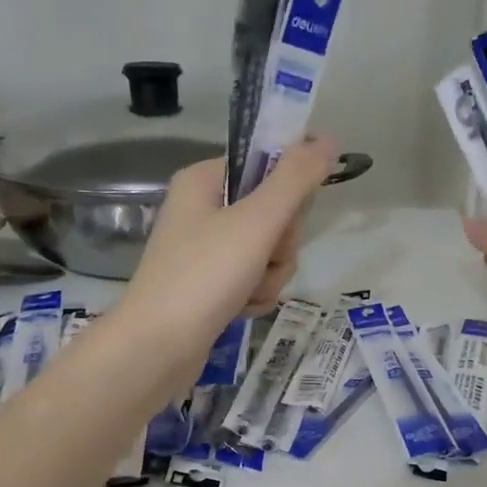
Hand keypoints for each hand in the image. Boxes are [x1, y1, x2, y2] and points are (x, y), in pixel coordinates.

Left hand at [118, 139, 338, 377]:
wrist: (158, 346)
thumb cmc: (204, 275)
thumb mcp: (257, 220)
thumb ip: (296, 179)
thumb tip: (328, 140)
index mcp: (204, 181)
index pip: (265, 166)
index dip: (287, 192)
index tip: (290, 217)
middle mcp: (203, 209)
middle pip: (272, 212)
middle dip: (280, 243)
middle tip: (264, 257)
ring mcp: (206, 250)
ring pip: (268, 250)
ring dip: (271, 274)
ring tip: (249, 291)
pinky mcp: (210, 285)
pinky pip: (253, 278)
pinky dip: (256, 294)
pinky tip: (243, 309)